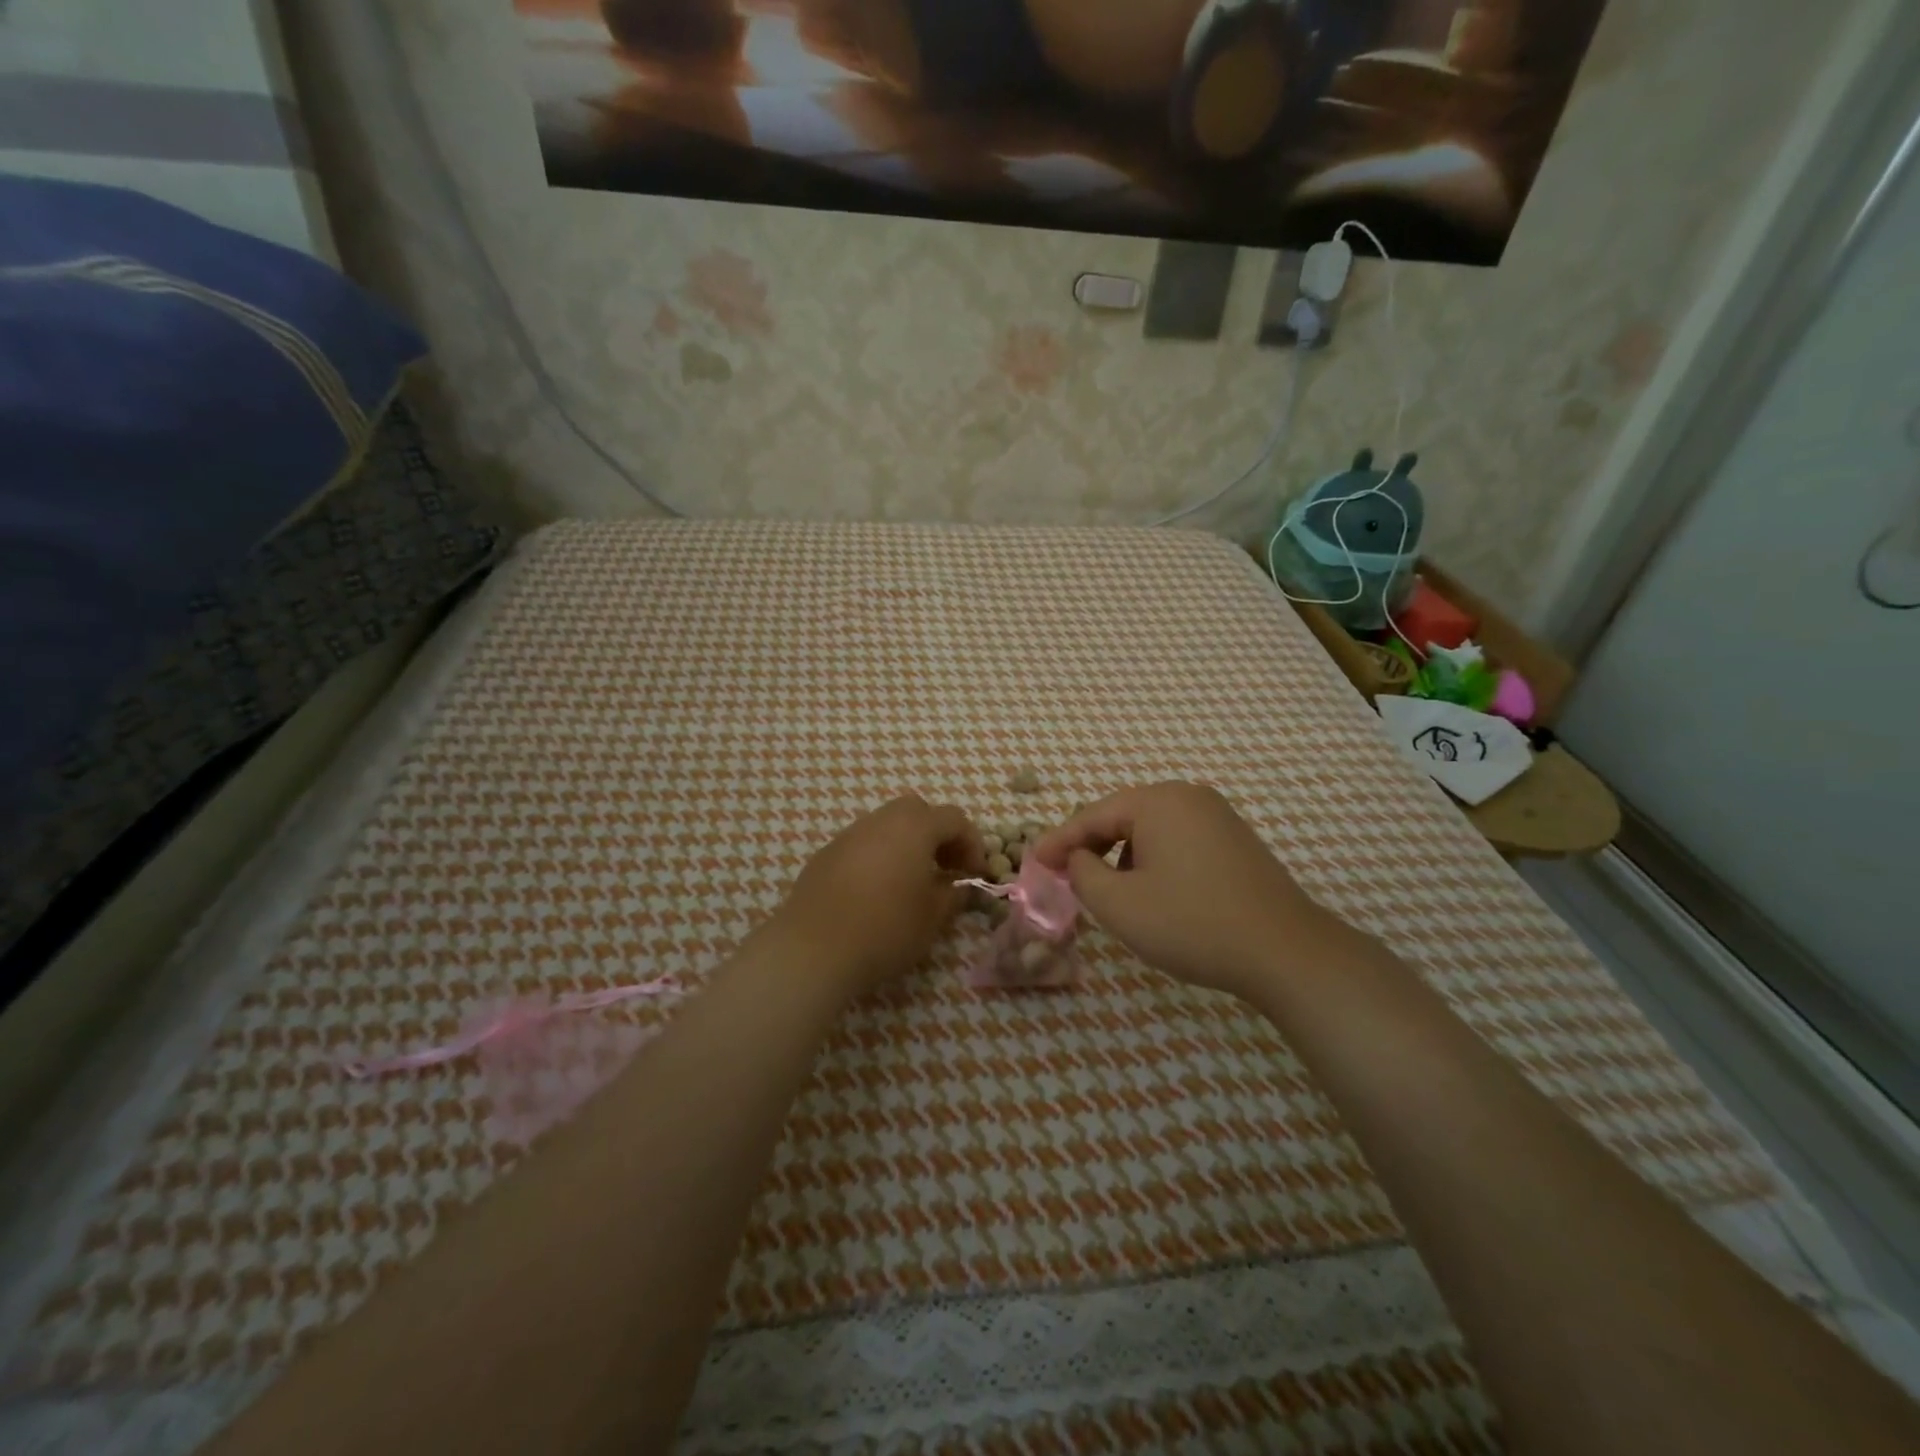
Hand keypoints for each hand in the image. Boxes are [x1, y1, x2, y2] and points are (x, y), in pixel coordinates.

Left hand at [773, 795, 984, 995]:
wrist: (813, 949)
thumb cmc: (885, 929)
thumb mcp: (932, 917)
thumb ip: (952, 894)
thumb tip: (959, 885)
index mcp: (913, 827)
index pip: (954, 819)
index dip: (972, 844)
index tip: (976, 874)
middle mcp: (880, 821)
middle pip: (917, 811)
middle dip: (937, 835)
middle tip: (946, 868)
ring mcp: (848, 835)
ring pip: (887, 826)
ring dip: (907, 845)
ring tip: (913, 882)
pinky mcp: (826, 855)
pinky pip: (863, 845)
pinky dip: (880, 857)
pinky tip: (878, 892)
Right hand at [1032, 781, 1340, 999]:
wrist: (1285, 952)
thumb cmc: (1192, 924)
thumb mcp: (1119, 905)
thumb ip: (1082, 874)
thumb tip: (1078, 858)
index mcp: (1157, 802)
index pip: (1091, 815)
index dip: (1057, 841)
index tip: (1032, 862)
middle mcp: (1188, 796)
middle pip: (1121, 817)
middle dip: (1090, 847)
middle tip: (1063, 876)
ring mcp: (1217, 816)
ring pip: (1150, 830)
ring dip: (1122, 856)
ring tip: (1109, 892)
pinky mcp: (1236, 840)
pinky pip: (1178, 841)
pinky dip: (1153, 861)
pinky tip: (1153, 892)